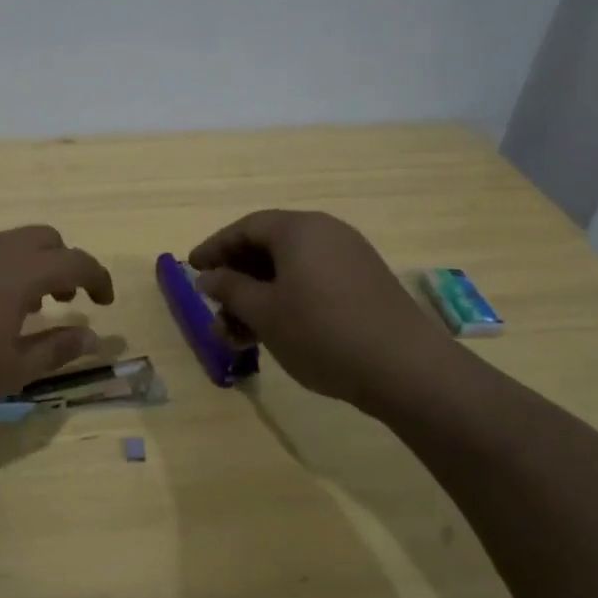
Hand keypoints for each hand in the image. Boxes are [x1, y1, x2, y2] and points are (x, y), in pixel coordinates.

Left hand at [0, 225, 115, 410]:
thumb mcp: (11, 369)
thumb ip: (57, 349)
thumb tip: (93, 338)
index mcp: (21, 271)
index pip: (76, 261)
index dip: (98, 278)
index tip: (104, 302)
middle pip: (45, 238)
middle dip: (64, 264)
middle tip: (64, 299)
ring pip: (10, 242)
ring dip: (29, 266)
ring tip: (21, 308)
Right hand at [189, 210, 462, 408]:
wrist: (406, 369)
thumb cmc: (322, 332)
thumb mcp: (264, 312)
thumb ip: (230, 289)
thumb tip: (208, 276)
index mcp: (299, 229)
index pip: (245, 228)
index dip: (214, 247)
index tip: (191, 268)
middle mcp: (326, 233)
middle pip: (268, 247)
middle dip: (237, 280)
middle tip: (216, 310)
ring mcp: (350, 258)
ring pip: (290, 270)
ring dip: (259, 298)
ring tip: (240, 336)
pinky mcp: (365, 285)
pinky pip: (313, 282)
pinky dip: (287, 302)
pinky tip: (276, 334)